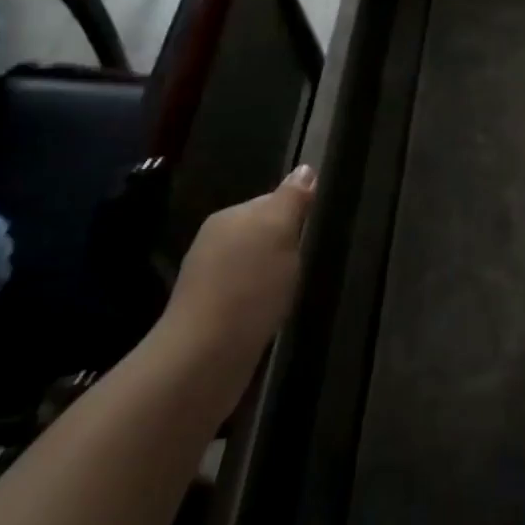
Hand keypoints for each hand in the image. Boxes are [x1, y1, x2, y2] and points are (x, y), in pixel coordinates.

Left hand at [158, 165, 316, 409]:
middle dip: (285, 243)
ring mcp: (208, 279)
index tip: (318, 228)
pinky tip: (274, 310)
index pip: (271, 200)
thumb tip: (305, 168)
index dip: (297, 212)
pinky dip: (262, 298)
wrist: (205, 355)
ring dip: (273, 272)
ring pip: (253, 263)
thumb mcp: (279, 232)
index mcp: (229, 217)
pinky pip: (246, 292)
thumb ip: (291, 199)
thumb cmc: (249, 285)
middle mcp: (214, 242)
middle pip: (261, 232)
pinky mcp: (210, 313)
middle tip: (311, 258)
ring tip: (295, 286)